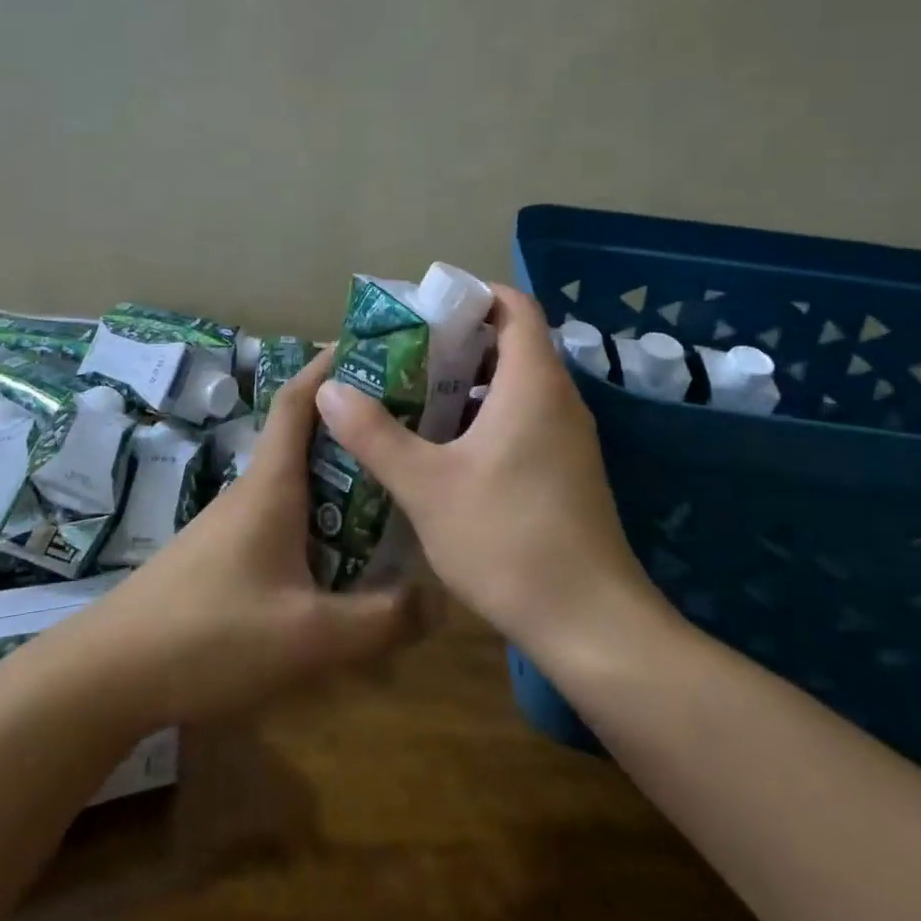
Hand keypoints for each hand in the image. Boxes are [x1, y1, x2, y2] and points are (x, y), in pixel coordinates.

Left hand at [57, 352, 427, 730]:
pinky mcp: (225, 553)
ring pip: (297, 480)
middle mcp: (254, 490)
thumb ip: (380, 619)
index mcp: (272, 484)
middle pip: (306, 436)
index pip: (299, 399)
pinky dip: (321, 514)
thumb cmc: (211, 635)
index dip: (330, 364)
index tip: (374, 347)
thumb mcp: (309, 635)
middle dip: (353, 423)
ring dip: (340, 473)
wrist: (111, 672)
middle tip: (411, 425)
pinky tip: (345, 553)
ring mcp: (234, 522)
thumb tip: (439, 598)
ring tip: (392, 487)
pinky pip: (284, 515)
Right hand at [314, 284, 674, 659]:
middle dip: (456, 342)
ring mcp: (568, 438)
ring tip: (411, 398)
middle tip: (401, 356)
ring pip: (515, 387)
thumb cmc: (507, 539)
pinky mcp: (566, 471)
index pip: (514, 306)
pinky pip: (523, 420)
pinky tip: (442, 450)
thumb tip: (330, 390)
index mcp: (533, 384)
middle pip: (511, 344)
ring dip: (467, 384)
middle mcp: (558, 399)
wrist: (590, 625)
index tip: (423, 309)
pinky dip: (484, 418)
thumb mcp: (426, 485)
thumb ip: (374, 434)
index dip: (471, 296)